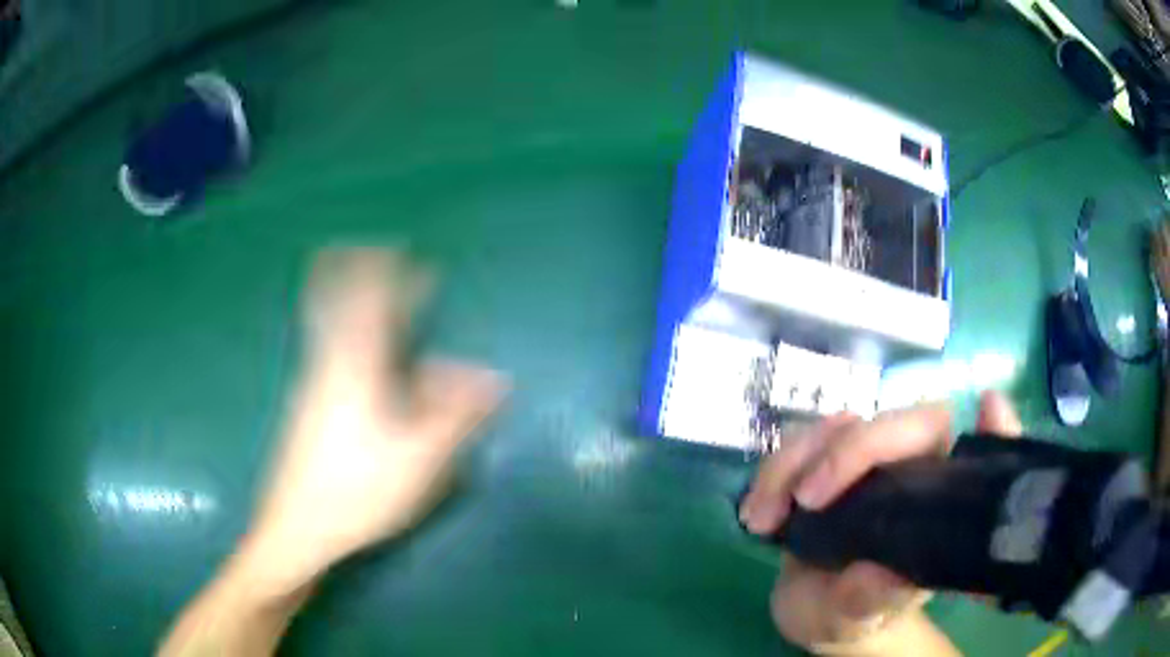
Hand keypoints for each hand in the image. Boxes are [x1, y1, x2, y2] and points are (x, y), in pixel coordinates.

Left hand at [241, 248, 507, 595]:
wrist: (298, 528)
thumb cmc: (360, 491)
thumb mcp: (421, 457)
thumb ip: (457, 413)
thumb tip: (496, 378)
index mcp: (356, 369)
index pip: (372, 304)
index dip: (390, 273)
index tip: (402, 250)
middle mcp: (327, 366)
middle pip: (333, 302)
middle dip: (350, 270)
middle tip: (362, 247)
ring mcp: (310, 386)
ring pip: (325, 327)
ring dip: (341, 299)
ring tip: (358, 288)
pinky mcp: (303, 407)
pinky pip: (323, 351)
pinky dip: (338, 331)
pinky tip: (349, 351)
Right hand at [738, 391, 1022, 648]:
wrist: (817, 609)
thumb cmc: (855, 614)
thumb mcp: (861, 619)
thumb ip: (873, 600)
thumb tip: (882, 572)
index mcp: (938, 500)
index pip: (967, 451)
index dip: (984, 428)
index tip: (985, 407)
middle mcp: (910, 467)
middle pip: (895, 420)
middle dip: (850, 450)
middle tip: (805, 498)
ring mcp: (865, 461)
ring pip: (838, 425)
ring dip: (794, 461)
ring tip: (762, 519)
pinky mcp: (824, 463)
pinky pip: (798, 443)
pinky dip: (772, 471)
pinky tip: (756, 513)